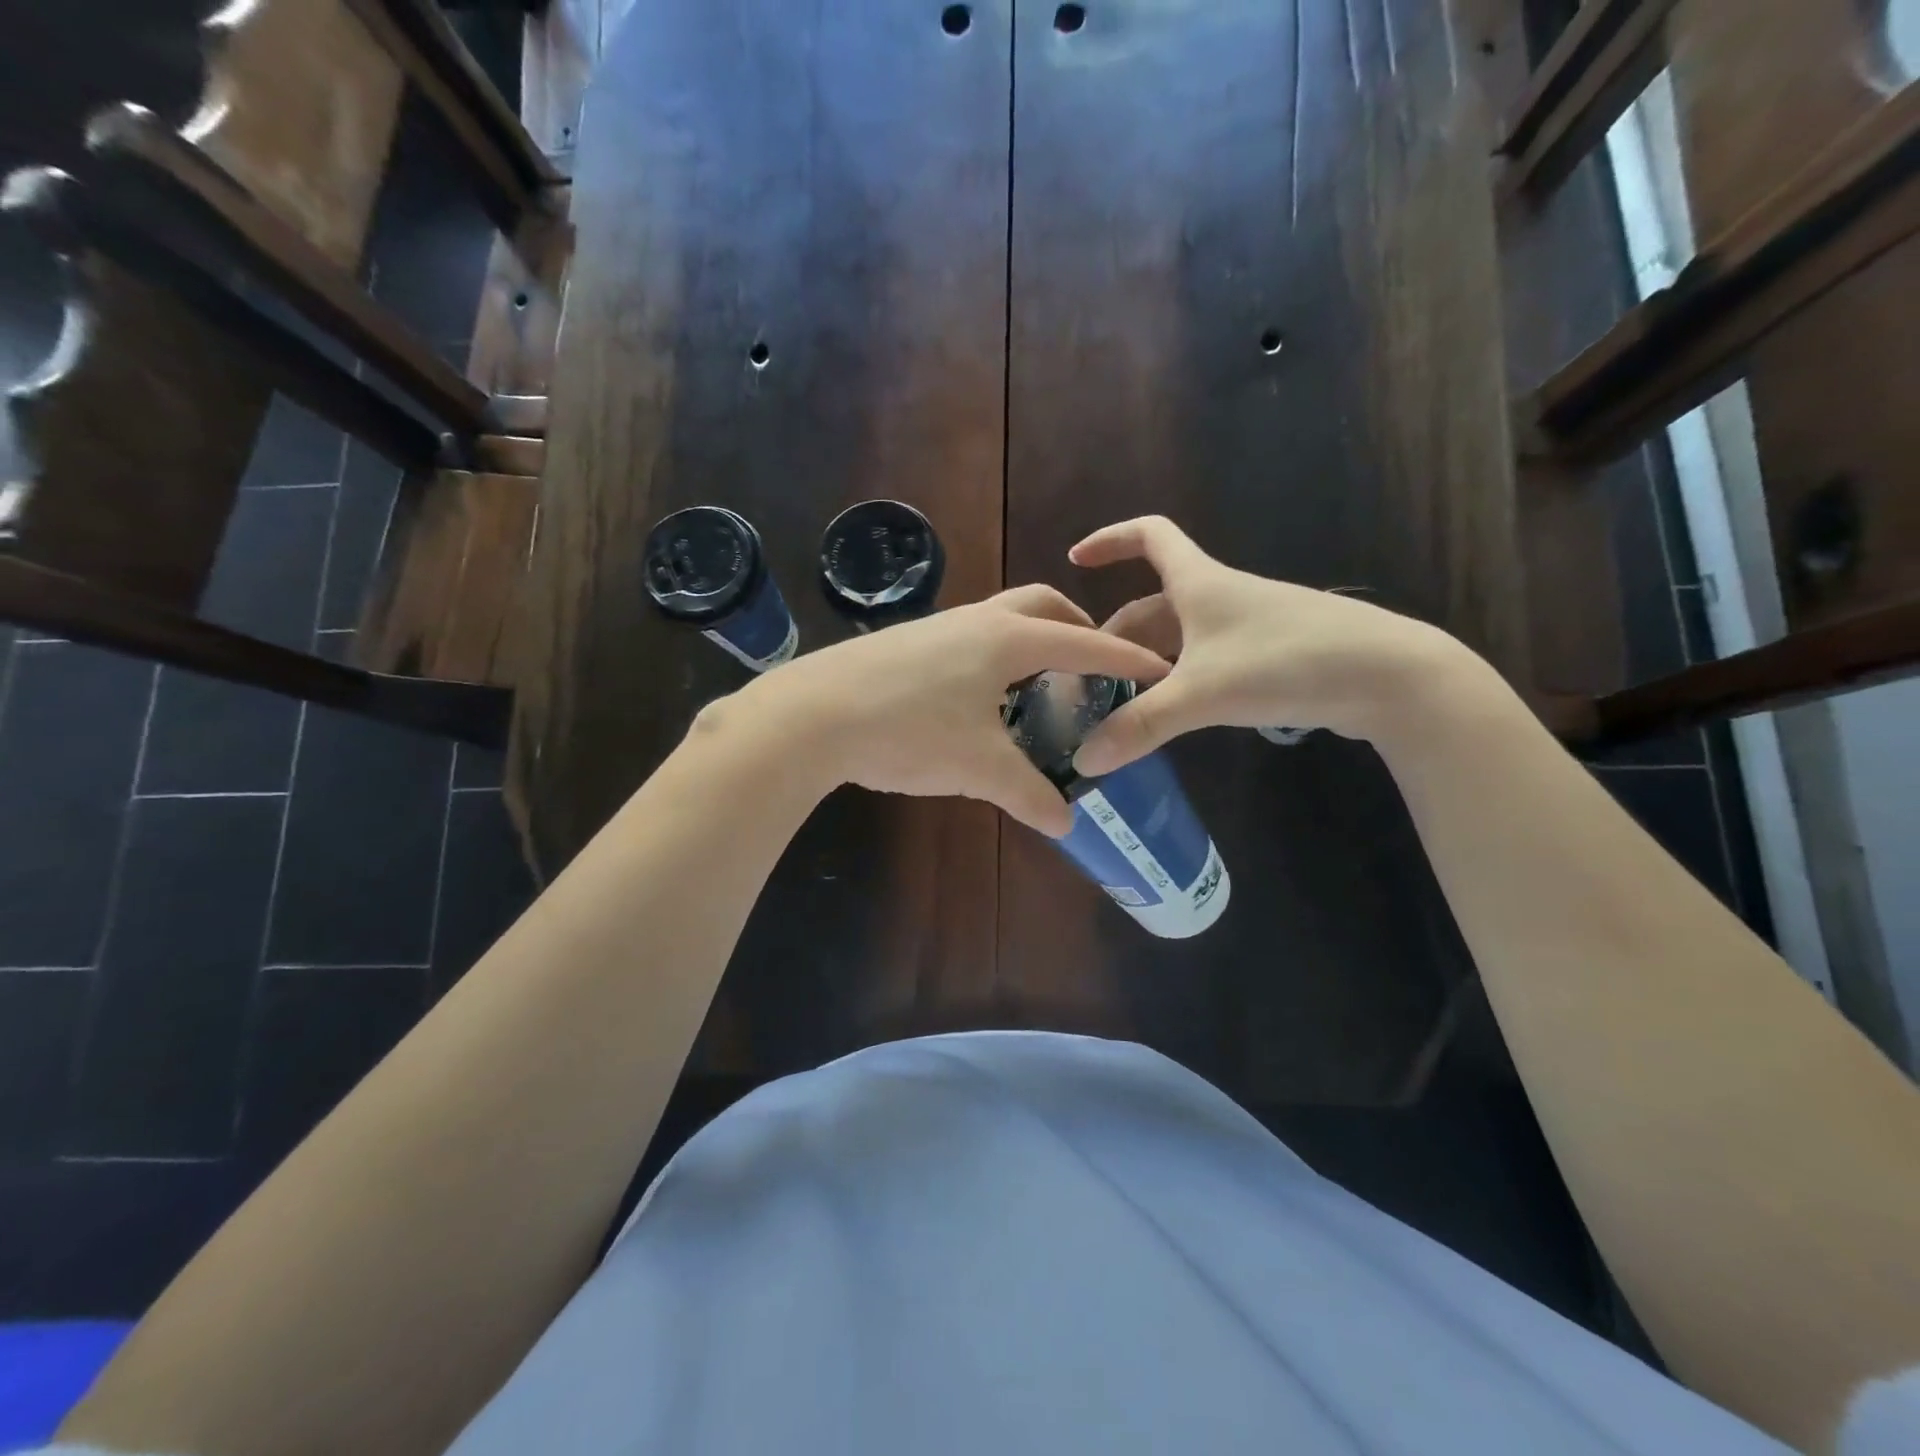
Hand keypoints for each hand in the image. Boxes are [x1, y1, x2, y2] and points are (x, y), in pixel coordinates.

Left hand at [733, 585, 1170, 835]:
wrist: (811, 715)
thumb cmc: (908, 732)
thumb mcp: (978, 768)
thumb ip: (1028, 793)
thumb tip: (1065, 822)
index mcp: (1007, 640)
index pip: (1083, 645)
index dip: (1124, 660)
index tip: (1156, 668)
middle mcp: (976, 620)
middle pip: (1041, 606)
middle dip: (1075, 629)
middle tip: (1092, 665)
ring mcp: (937, 626)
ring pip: (1000, 618)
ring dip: (1030, 639)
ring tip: (1039, 683)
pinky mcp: (906, 641)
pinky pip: (968, 636)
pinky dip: (993, 654)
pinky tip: (981, 694)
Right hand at [1068, 516, 1473, 774]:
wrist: (1389, 676)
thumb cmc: (1287, 662)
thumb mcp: (1203, 693)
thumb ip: (1141, 725)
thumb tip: (1083, 761)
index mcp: (1200, 584)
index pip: (1150, 536)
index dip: (1111, 539)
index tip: (1076, 558)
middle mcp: (1221, 596)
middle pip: (1154, 604)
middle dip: (1117, 636)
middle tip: (1089, 677)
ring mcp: (1248, 626)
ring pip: (1180, 636)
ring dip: (1147, 662)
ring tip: (1122, 702)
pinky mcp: (1270, 655)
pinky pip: (1206, 658)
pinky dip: (1179, 678)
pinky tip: (1174, 712)